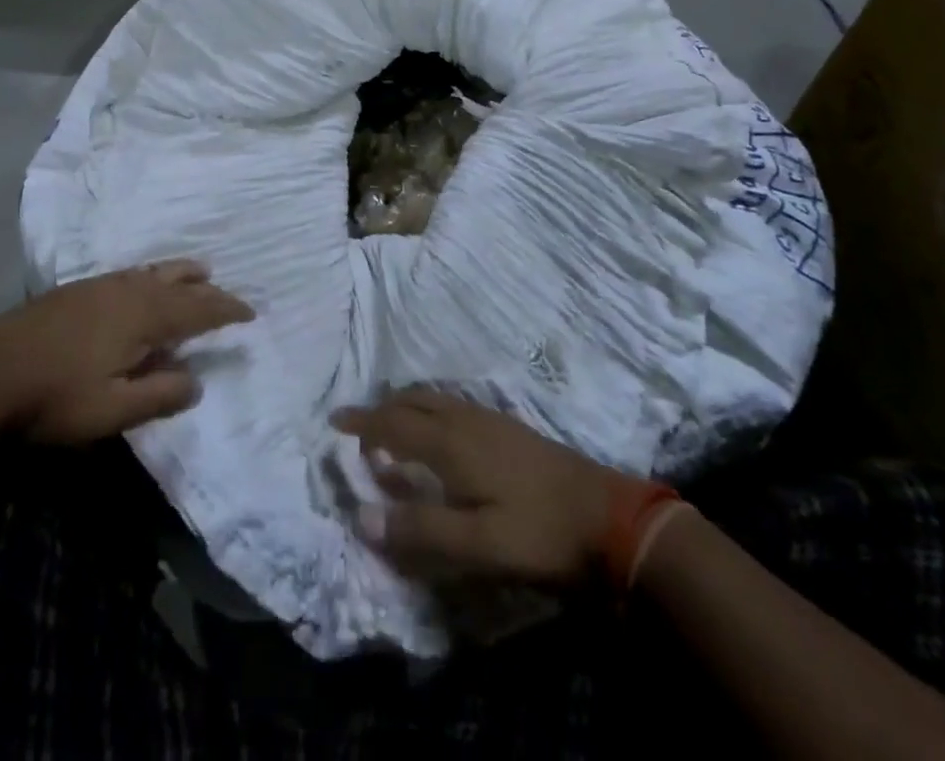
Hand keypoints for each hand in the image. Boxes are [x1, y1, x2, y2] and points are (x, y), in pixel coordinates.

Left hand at [0, 261, 252, 443]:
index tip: (250, 312)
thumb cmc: (56, 398)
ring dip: (178, 274)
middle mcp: (127, 290)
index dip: (226, 310)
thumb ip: (160, 395)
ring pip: (151, 271)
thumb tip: (196, 381)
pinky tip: (140, 285)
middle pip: (177, 282)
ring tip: (195, 272)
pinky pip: (128, 273)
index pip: (197, 309)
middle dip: (205, 287)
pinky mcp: (75, 289)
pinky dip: (150, 276)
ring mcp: (99, 285)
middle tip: (225, 291)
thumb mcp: (114, 410)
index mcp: (143, 316)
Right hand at [332, 389, 659, 584]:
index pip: (394, 425)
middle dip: (382, 408)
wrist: (610, 517)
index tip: (334, 420)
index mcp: (452, 444)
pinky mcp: (508, 428)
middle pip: (413, 402)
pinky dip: (430, 410)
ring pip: (435, 400)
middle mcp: (465, 421)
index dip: (363, 422)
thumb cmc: (540, 533)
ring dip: (407, 406)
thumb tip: (361, 516)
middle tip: (359, 424)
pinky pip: (453, 406)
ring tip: (392, 424)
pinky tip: (441, 434)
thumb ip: (420, 530)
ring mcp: (490, 420)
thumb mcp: (479, 545)